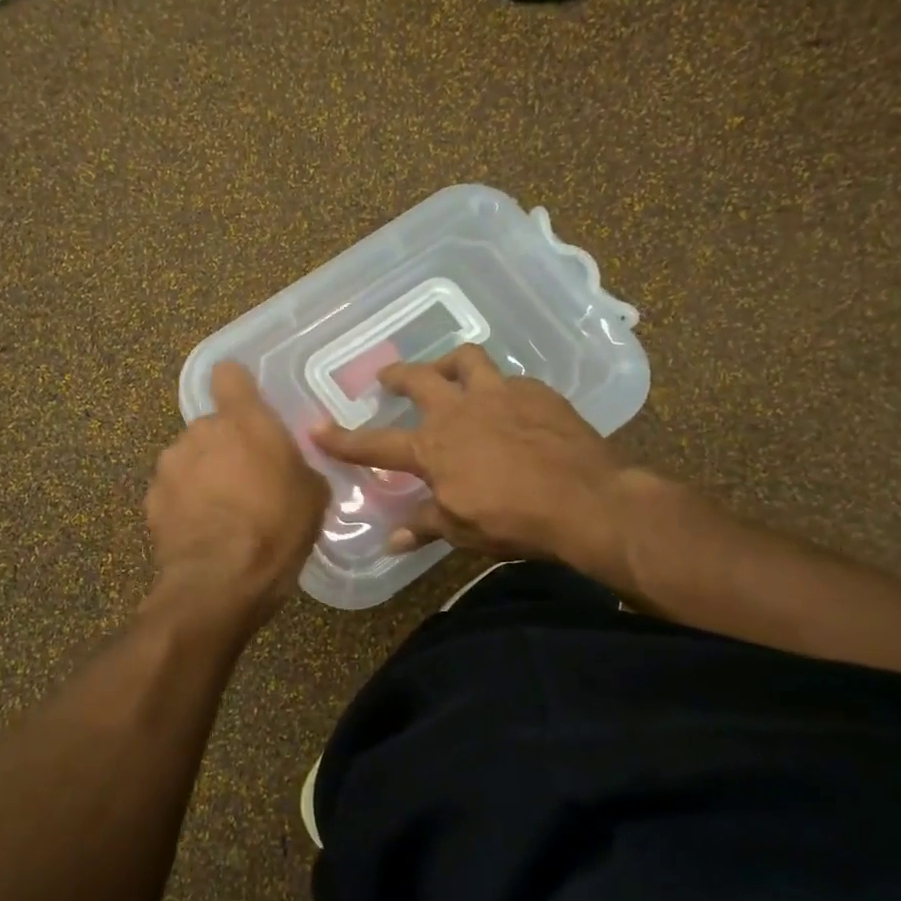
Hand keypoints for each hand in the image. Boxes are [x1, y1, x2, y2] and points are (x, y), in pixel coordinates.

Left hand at [145, 362, 328, 619]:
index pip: (229, 375)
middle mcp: (200, 431)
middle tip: (246, 480)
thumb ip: (298, 465)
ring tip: (222, 511)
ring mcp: (170, 465)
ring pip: (189, 458)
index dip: (237, 387)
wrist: (220, 581)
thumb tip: (290, 466)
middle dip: (225, 446)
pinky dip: (184, 503)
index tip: (247, 406)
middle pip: (211, 426)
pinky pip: (172, 490)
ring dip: (202, 474)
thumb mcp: (313, 495)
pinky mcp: (151, 499)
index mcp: (243, 420)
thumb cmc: (277, 528)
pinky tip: (201, 531)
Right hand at [313, 344, 654, 583]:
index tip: (315, 428)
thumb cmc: (514, 520)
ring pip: (466, 359)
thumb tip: (393, 542)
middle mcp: (458, 410)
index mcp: (432, 447)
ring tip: (448, 370)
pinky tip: (508, 403)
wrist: (584, 500)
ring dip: (450, 362)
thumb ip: (425, 525)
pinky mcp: (535, 392)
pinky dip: (499, 387)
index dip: (342, 439)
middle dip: (397, 377)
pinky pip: (509, 379)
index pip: (375, 443)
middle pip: (417, 379)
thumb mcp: (462, 530)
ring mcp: (498, 394)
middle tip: (388, 380)